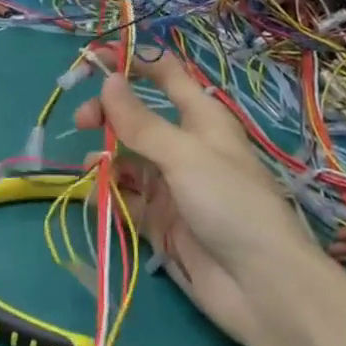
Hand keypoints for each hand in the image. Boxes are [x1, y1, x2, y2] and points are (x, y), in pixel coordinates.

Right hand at [74, 49, 304, 345]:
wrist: (262, 288)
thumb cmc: (230, 203)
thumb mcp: (184, 154)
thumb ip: (140, 121)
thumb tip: (108, 80)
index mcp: (201, 118)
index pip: (165, 75)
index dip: (132, 61)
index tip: (93, 58)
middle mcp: (184, 146)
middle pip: (137, 117)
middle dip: (108, 114)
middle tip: (83, 122)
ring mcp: (172, 185)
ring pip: (127, 158)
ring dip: (105, 157)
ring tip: (92, 169)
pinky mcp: (161, 221)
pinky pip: (126, 199)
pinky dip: (108, 195)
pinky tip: (95, 198)